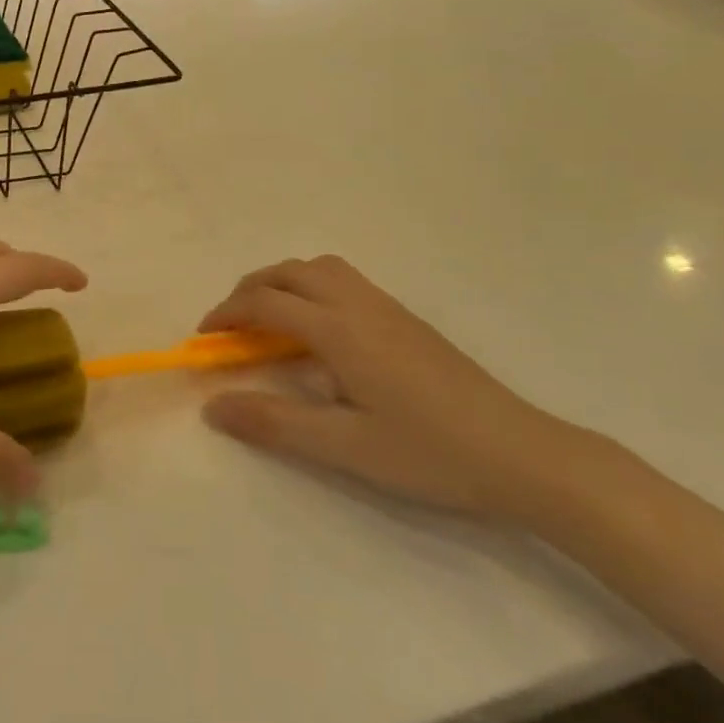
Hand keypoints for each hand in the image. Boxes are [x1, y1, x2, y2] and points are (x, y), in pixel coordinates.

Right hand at [198, 256, 579, 519]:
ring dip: (283, 283)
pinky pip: (345, 281)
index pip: (267, 302)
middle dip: (250, 289)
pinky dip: (311, 289)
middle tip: (229, 325)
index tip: (203, 339)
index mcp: (340, 330)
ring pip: (321, 269)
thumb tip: (213, 407)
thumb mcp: (345, 447)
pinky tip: (318, 332)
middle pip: (291, 271)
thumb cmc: (429, 453)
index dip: (227, 314)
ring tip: (268, 321)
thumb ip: (275, 423)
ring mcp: (388, 308)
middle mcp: (360, 305)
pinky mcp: (406, 319)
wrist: (520, 453)